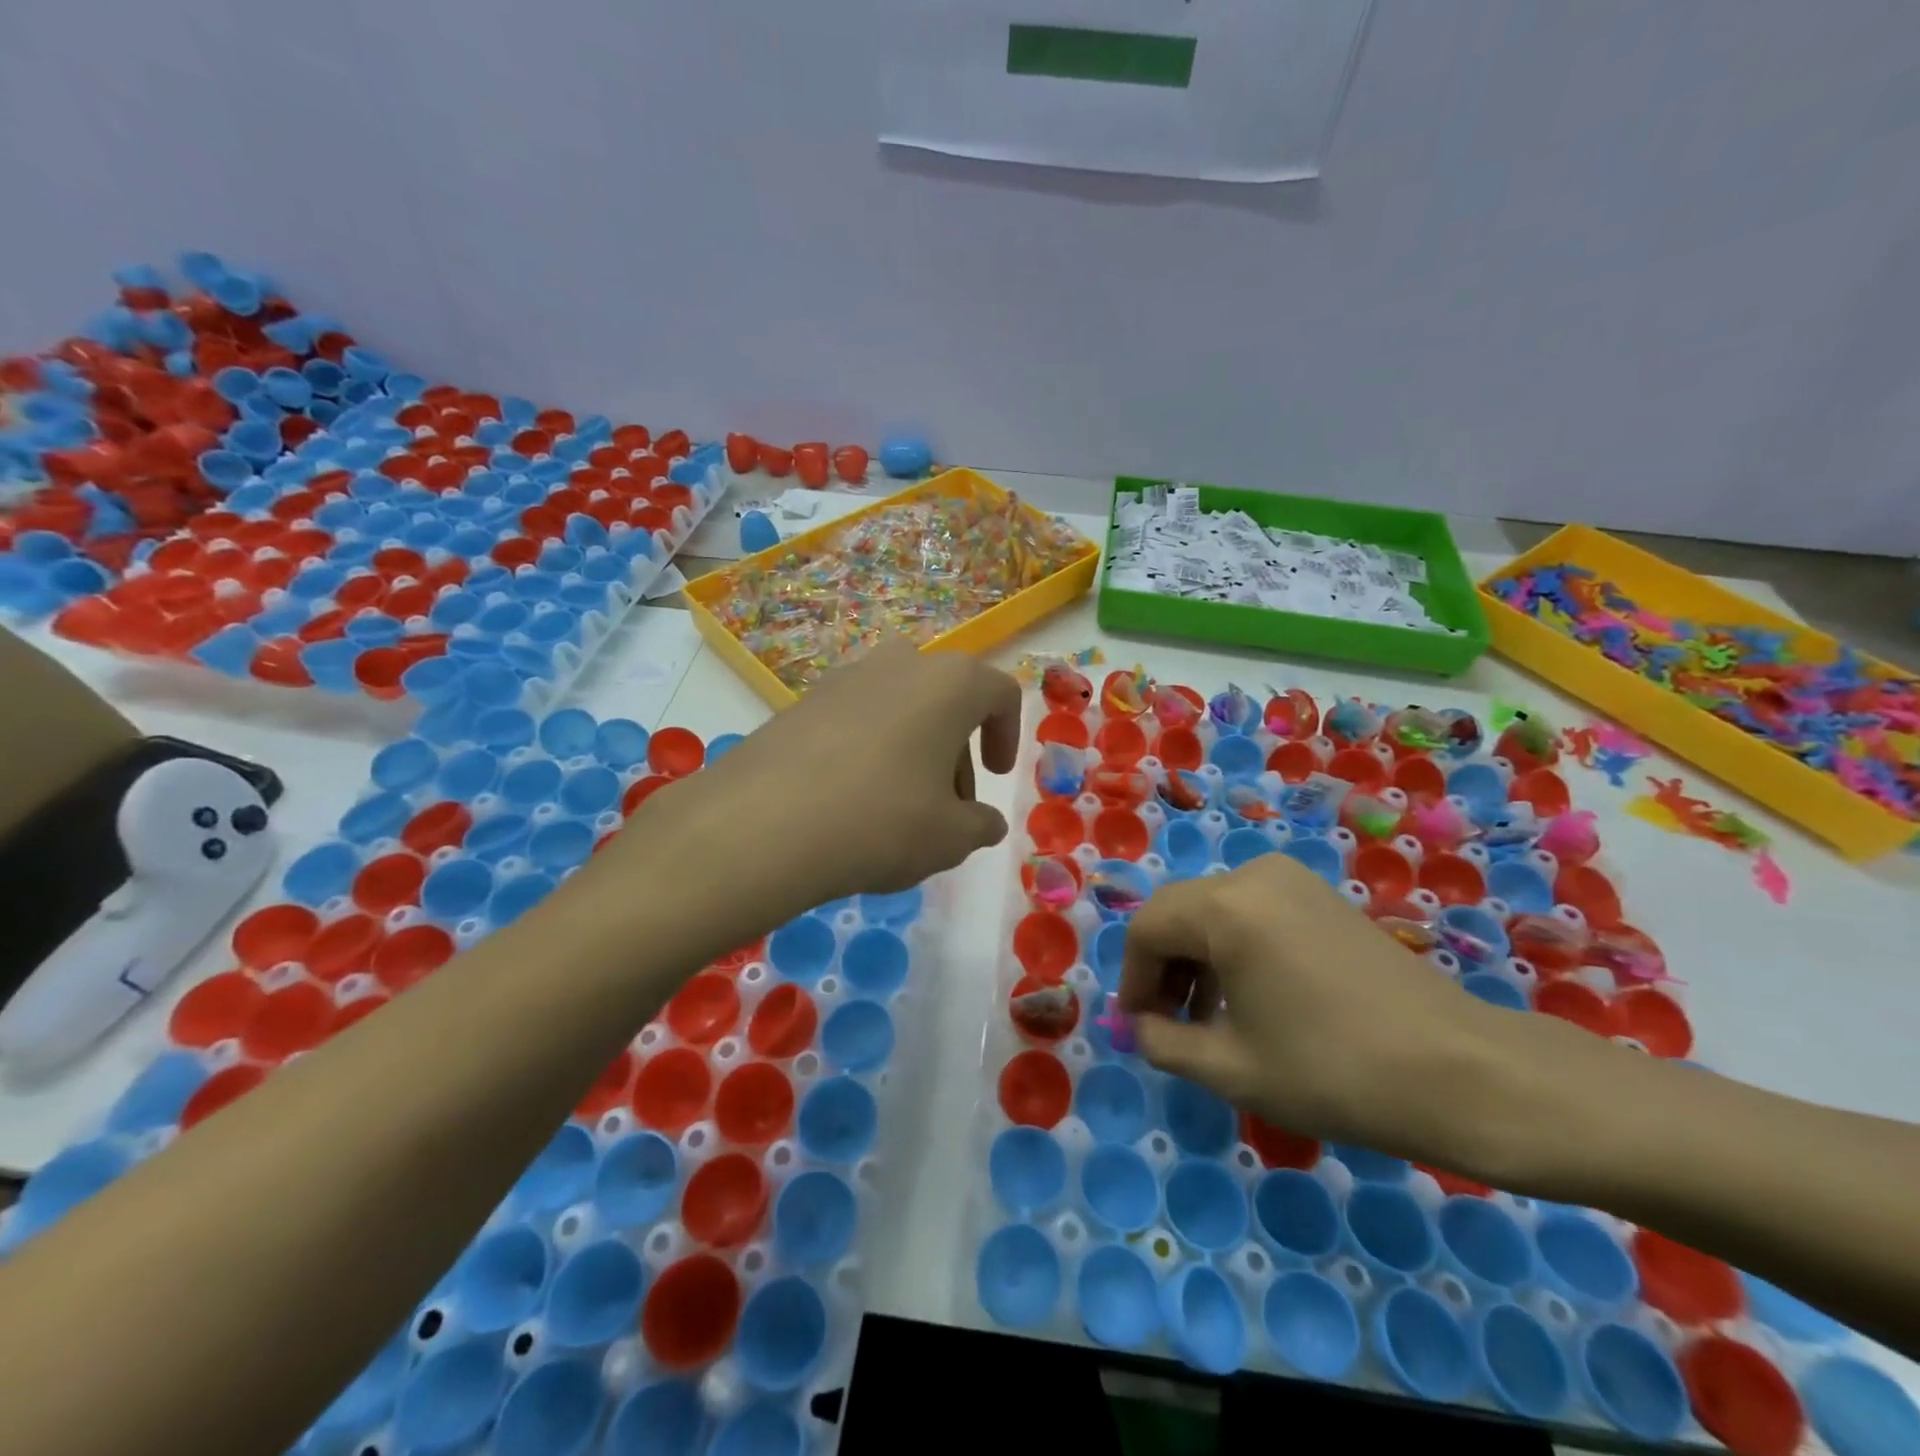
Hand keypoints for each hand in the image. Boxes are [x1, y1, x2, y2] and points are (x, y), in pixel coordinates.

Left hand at [636, 639, 1020, 915]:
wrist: (764, 824)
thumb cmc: (882, 821)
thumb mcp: (950, 838)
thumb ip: (980, 825)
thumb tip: (986, 822)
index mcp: (950, 683)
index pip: (999, 693)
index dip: (1008, 734)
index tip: (997, 776)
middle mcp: (900, 664)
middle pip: (946, 700)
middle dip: (956, 750)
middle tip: (949, 805)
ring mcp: (845, 677)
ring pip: (899, 707)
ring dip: (913, 749)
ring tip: (900, 806)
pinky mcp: (801, 700)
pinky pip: (855, 718)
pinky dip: (868, 750)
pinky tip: (852, 799)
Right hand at [1118, 855, 1505, 1159]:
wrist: (1463, 1073)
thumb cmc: (1334, 1071)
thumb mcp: (1231, 1068)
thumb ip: (1163, 1043)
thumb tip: (1141, 1027)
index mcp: (1225, 907)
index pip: (1147, 929)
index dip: (1133, 979)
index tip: (1139, 1028)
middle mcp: (1253, 875)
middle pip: (1178, 913)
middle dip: (1162, 968)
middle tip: (1167, 1025)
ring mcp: (1292, 880)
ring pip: (1213, 911)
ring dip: (1197, 959)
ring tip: (1208, 1019)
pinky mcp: (1321, 896)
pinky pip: (1251, 912)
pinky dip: (1233, 948)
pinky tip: (1251, 997)